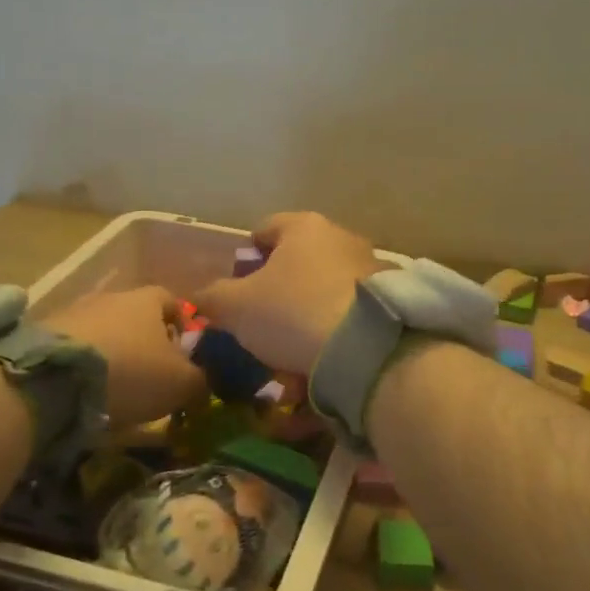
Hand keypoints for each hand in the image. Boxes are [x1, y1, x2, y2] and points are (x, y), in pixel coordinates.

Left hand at [42, 287, 205, 426]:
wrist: (53, 379)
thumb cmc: (132, 372)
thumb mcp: (181, 383)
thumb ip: (201, 378)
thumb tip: (205, 378)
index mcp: (148, 299)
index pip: (173, 301)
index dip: (182, 325)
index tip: (185, 354)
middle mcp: (111, 297)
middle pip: (136, 316)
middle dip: (145, 343)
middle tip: (152, 376)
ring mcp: (73, 312)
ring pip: (104, 332)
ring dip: (112, 354)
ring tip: (116, 389)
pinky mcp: (42, 336)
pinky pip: (74, 348)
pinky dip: (83, 366)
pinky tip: (85, 392)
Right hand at [193, 212, 383, 374]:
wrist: (365, 348)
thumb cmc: (291, 312)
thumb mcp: (235, 307)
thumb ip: (212, 297)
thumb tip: (201, 297)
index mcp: (304, 227)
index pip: (264, 229)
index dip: (245, 258)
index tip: (237, 289)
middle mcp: (341, 237)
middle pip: (297, 263)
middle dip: (277, 294)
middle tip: (261, 326)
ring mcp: (370, 268)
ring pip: (322, 292)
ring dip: (304, 318)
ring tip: (290, 354)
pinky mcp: (388, 301)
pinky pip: (347, 314)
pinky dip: (331, 334)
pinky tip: (319, 363)